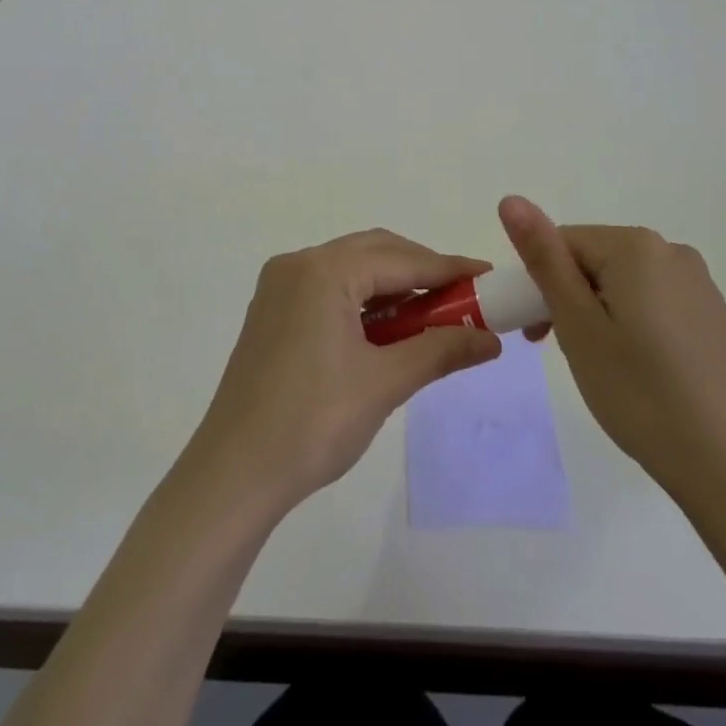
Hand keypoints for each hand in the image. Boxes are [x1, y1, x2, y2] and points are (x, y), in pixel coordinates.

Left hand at [189, 230, 501, 513]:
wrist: (234, 474)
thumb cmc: (313, 423)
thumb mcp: (384, 384)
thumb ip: (440, 351)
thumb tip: (492, 341)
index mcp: (324, 271)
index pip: (400, 259)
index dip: (448, 268)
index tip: (487, 276)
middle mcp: (299, 263)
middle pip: (374, 251)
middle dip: (421, 271)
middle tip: (462, 299)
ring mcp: (280, 285)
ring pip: (351, 268)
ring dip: (392, 285)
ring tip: (431, 316)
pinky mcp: (272, 309)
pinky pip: (329, 287)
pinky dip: (363, 299)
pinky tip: (386, 328)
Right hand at [498, 196, 725, 507]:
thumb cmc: (639, 392)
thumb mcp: (577, 324)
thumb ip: (543, 257)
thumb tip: (510, 199)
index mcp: (635, 245)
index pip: (564, 243)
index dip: (540, 283)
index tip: (536, 334)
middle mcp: (670, 250)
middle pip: (594, 259)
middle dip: (569, 297)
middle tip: (563, 352)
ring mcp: (697, 282)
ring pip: (622, 281)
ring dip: (597, 311)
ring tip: (601, 365)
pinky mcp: (711, 313)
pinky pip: (653, 300)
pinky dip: (631, 322)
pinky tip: (637, 368)